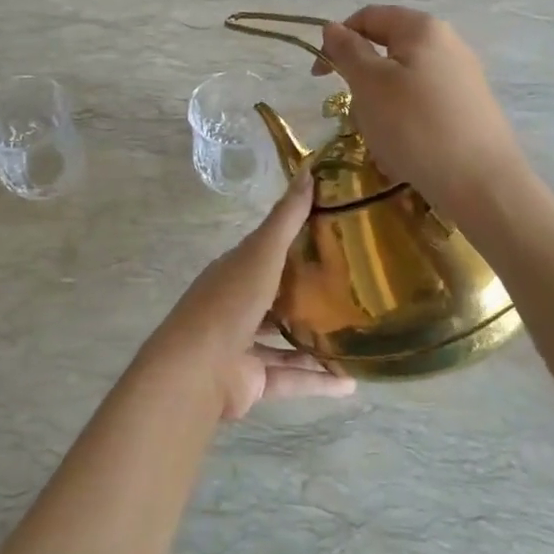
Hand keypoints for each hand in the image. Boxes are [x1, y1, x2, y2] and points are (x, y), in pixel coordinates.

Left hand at [141, 171, 355, 420]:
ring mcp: (243, 345)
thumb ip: (286, 218)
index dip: (296, 244)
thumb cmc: (230, 302)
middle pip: (277, 297)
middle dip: (308, 295)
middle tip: (353, 291)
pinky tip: (350, 383)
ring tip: (356, 338)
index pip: (267, 253)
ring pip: (287, 341)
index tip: (335, 238)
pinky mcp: (253, 381)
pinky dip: (318, 381)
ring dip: (318, 342)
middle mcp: (238, 306)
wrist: (198, 369)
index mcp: (235, 272)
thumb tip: (310, 170)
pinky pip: (292, 378)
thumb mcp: (261, 253)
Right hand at [316, 5, 530, 223]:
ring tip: (380, 136)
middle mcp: (447, 43)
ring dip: (380, 104)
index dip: (337, 40)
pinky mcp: (469, 107)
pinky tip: (404, 149)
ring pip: (403, 80)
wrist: (482, 183)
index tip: (320, 76)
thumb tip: (332, 28)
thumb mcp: (369, 84)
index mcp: (422, 28)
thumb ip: (348, 51)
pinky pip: (423, 104)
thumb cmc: (415, 126)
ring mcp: (462, 76)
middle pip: (387, 49)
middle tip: (353, 112)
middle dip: (361, 79)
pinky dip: (405, 120)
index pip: (368, 17)